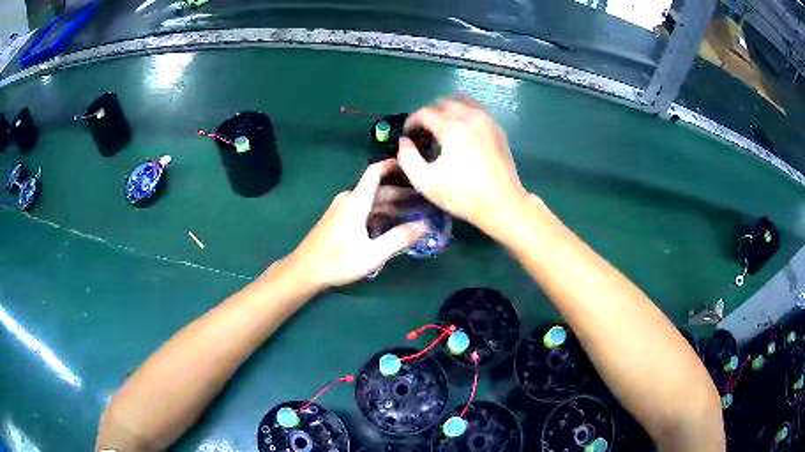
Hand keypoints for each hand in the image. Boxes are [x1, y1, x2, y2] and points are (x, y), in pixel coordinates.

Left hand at [289, 160, 428, 287]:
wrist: (305, 271)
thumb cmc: (338, 261)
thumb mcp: (373, 254)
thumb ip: (399, 238)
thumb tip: (424, 226)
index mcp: (356, 201)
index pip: (375, 172)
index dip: (393, 164)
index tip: (412, 163)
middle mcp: (348, 200)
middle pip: (377, 189)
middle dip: (400, 193)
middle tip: (423, 199)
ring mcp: (341, 209)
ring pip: (370, 201)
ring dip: (390, 205)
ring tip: (412, 213)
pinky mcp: (338, 219)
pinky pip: (363, 209)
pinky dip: (378, 213)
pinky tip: (390, 225)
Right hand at [397, 97, 527, 233]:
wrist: (502, 204)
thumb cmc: (463, 195)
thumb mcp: (426, 182)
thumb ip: (408, 159)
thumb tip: (404, 142)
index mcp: (452, 128)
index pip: (425, 112)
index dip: (411, 120)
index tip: (407, 133)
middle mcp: (471, 117)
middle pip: (444, 102)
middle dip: (429, 112)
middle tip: (422, 130)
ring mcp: (487, 121)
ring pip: (463, 101)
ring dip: (448, 109)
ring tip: (441, 126)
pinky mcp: (498, 129)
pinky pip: (477, 110)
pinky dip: (464, 113)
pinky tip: (460, 130)